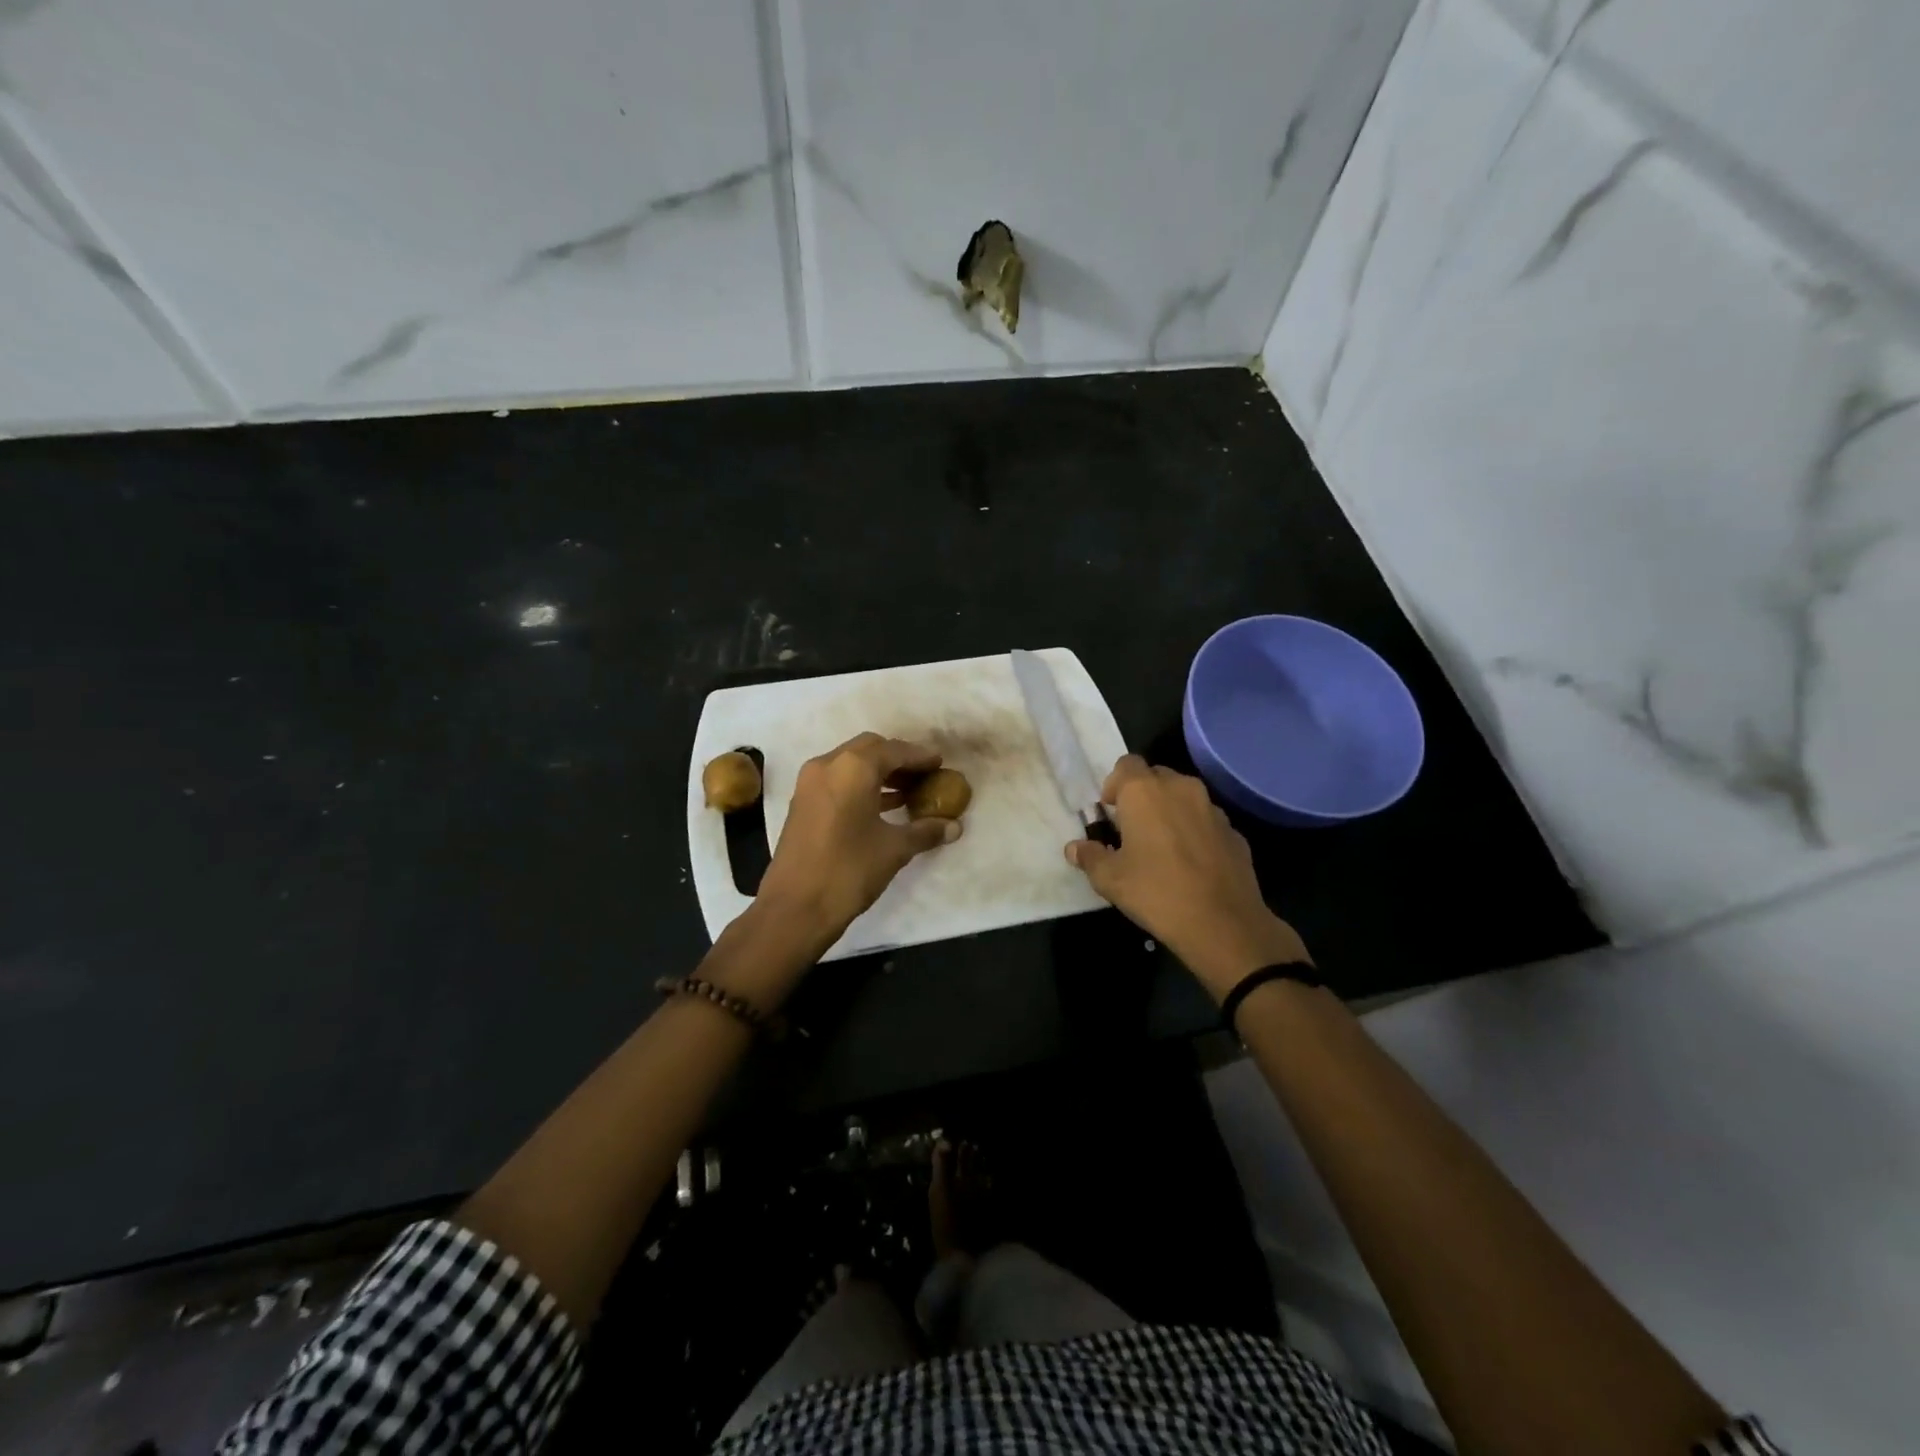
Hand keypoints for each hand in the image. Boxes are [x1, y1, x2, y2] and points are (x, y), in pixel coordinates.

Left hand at [756, 733, 962, 946]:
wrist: (795, 908)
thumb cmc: (849, 870)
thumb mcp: (894, 849)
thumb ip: (925, 831)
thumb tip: (955, 826)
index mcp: (853, 768)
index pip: (894, 750)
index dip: (920, 757)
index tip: (940, 764)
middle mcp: (828, 765)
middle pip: (870, 749)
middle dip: (898, 759)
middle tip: (923, 776)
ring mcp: (810, 783)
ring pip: (851, 764)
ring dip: (879, 773)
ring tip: (909, 792)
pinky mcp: (802, 803)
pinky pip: (838, 780)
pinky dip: (860, 786)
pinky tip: (883, 807)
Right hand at [1065, 755, 1309, 999]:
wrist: (1223, 924)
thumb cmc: (1156, 892)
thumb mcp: (1110, 880)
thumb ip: (1090, 857)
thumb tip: (1074, 848)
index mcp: (1145, 791)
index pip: (1126, 764)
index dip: (1116, 784)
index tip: (1111, 812)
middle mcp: (1181, 788)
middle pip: (1156, 776)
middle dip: (1143, 795)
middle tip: (1133, 829)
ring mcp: (1212, 808)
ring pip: (1185, 797)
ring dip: (1171, 811)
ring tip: (1163, 847)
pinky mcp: (1234, 831)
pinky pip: (1206, 820)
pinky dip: (1195, 831)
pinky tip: (1191, 863)